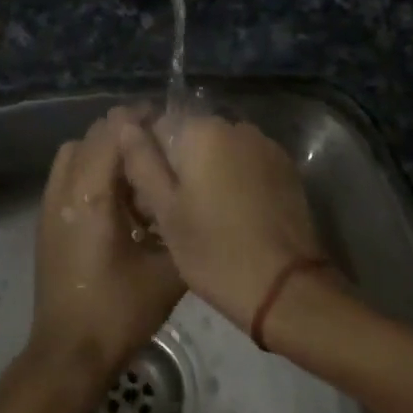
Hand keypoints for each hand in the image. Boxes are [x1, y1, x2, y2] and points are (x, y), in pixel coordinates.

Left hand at [29, 113, 185, 385]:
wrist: (69, 352)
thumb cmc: (118, 312)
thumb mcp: (167, 272)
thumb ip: (182, 226)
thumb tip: (195, 198)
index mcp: (91, 195)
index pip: (112, 131)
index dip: (140, 119)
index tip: (169, 123)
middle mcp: (65, 189)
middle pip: (92, 135)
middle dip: (125, 131)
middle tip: (160, 145)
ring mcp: (50, 203)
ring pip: (75, 151)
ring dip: (105, 148)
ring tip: (138, 169)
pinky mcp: (47, 219)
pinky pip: (67, 173)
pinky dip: (91, 168)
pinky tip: (119, 198)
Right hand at [115, 110, 323, 332]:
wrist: (286, 287)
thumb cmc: (214, 250)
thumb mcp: (166, 211)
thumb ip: (142, 161)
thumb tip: (126, 125)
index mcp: (202, 130)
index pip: (158, 125)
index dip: (148, 158)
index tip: (149, 194)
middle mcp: (236, 126)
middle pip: (192, 136)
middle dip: (180, 164)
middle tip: (175, 210)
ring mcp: (266, 145)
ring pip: (221, 150)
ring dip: (209, 171)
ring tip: (206, 214)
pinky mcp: (286, 168)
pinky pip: (247, 163)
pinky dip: (236, 180)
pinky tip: (235, 214)